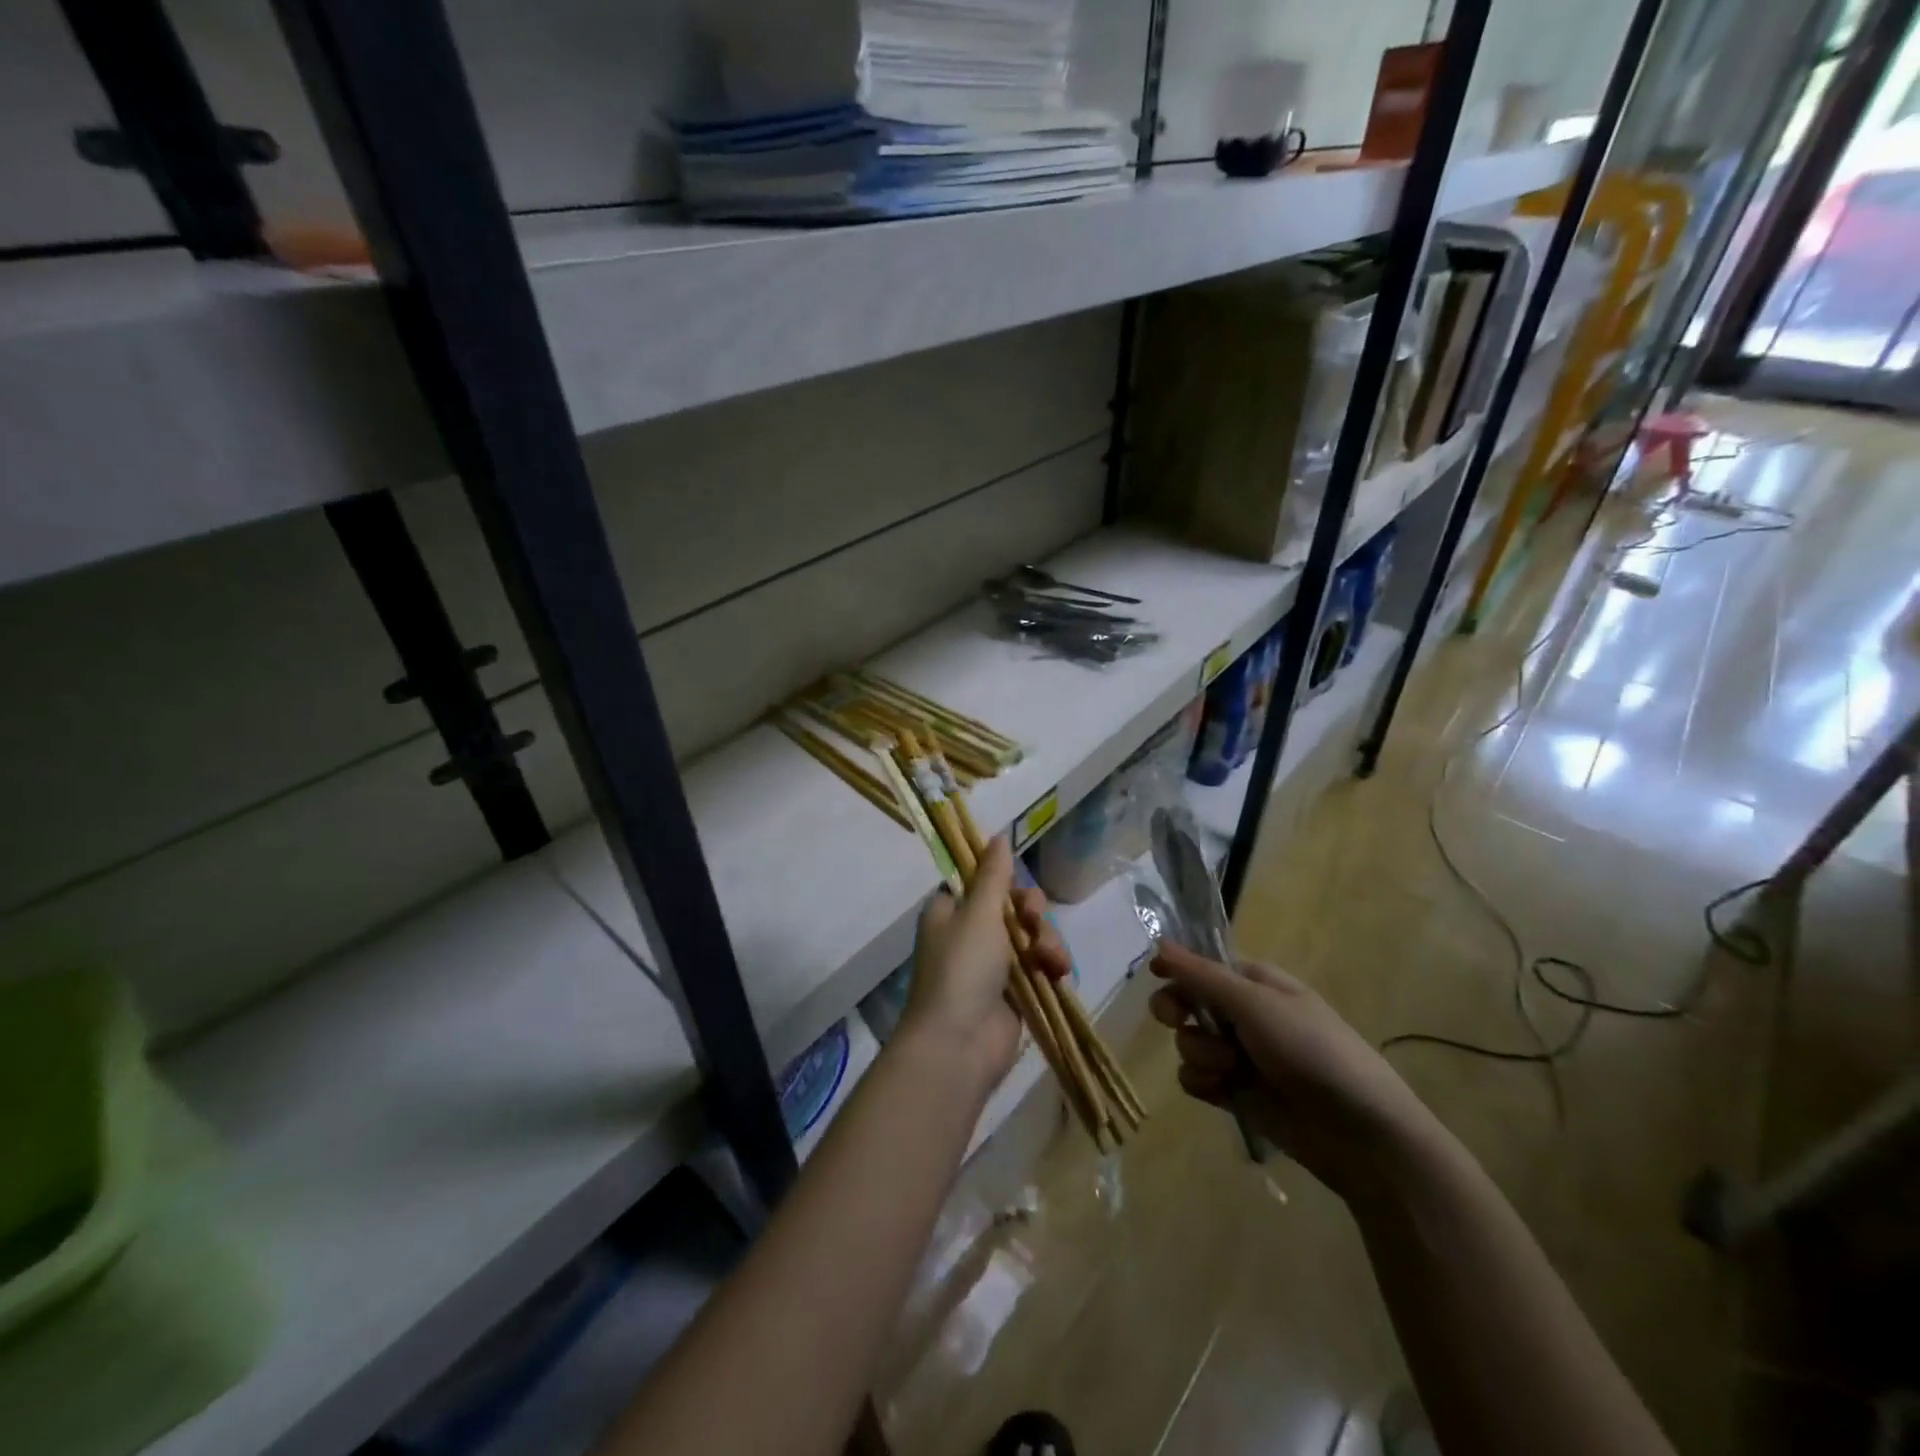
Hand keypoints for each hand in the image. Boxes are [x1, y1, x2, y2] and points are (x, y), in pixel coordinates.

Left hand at [899, 837, 1070, 1090]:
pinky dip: (1051, 965)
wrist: (959, 1045)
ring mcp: (993, 965)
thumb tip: (998, 835)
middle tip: (1033, 921)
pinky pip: (1040, 965)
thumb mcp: (978, 912)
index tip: (1017, 885)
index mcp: (951, 912)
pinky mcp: (1015, 992)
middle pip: (1013, 906)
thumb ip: (994, 875)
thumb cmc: (962, 968)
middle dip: (1032, 912)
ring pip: (1032, 935)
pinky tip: (1059, 972)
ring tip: (1049, 959)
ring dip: (1046, 941)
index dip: (1005, 882)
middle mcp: (970, 934)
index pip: (982, 882)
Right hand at [1149, 943, 1436, 1197]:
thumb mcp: (1255, 1003)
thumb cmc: (1311, 1050)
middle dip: (1179, 1012)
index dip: (1178, 970)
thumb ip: (1202, 975)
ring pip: (1189, 1043)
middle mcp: (1244, 1015)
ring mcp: (1240, 1056)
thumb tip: (1159, 942)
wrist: (1358, 1131)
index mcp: (1254, 983)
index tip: (1157, 976)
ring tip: (1230, 1069)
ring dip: (1200, 1054)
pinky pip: (1197, 1079)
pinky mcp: (1236, 1093)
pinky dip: (1204, 1084)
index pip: (1202, 966)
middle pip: (1187, 1003)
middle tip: (1176, 1020)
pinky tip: (1224, 1092)